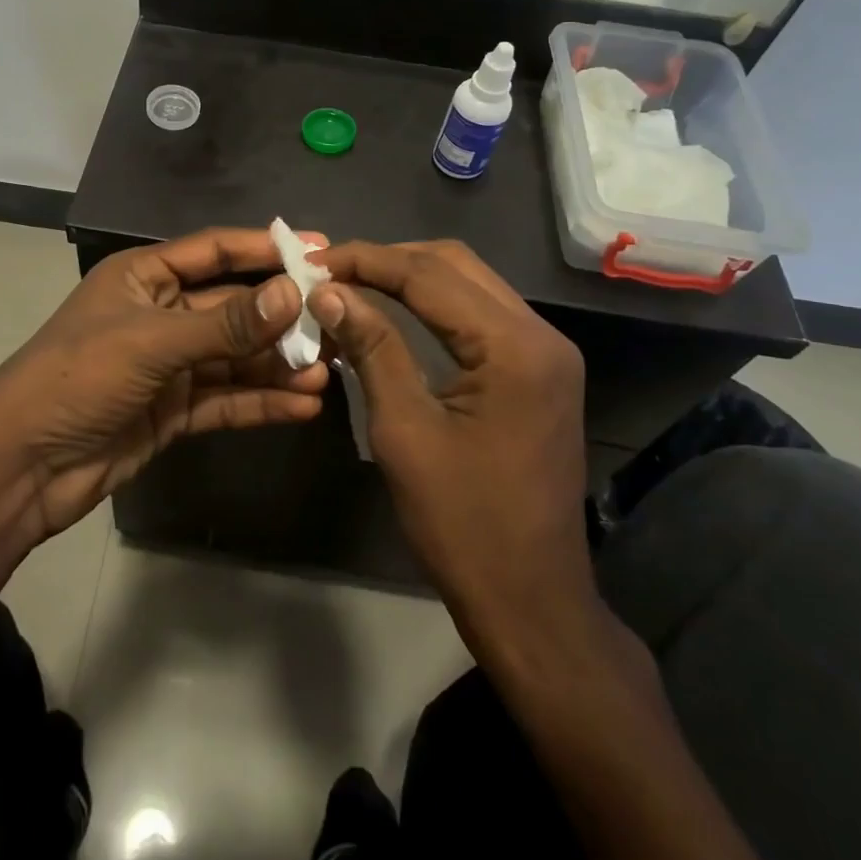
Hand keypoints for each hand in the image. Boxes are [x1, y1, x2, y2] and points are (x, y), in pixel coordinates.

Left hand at [0, 228, 330, 539]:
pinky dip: (260, 401)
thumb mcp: (153, 342)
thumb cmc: (80, 378)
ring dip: (277, 365)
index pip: (215, 252)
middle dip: (281, 318)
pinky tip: (302, 406)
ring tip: (328, 372)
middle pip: (232, 308)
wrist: (23, 467)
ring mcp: (167, 365)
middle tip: (338, 323)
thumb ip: (226, 324)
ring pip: (234, 357)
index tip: (320, 250)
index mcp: (144, 277)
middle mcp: (160, 314)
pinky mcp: (173, 411)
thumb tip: (293, 295)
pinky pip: (225, 398)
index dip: (266, 248)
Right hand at [308, 240, 593, 632]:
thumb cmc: (462, 523)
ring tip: (354, 284)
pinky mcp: (541, 371)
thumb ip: (371, 348)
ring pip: (470, 283)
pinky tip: (395, 312)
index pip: (429, 275)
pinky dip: (435, 304)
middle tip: (330, 272)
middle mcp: (541, 334)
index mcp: (514, 347)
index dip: (366, 260)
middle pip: (455, 265)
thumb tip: (327, 292)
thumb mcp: (404, 430)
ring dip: (411, 277)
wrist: (531, 598)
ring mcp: (548, 352)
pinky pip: (482, 314)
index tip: (312, 260)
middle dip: (388, 260)